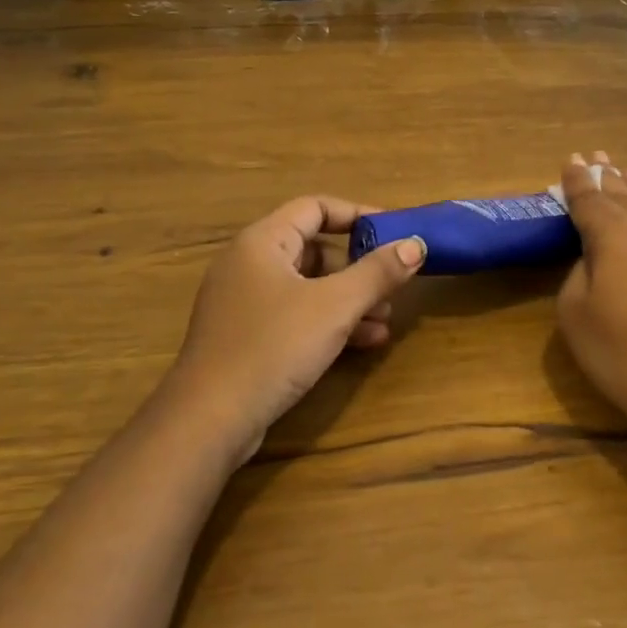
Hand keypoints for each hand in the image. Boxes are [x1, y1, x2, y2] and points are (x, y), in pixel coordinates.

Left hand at [166, 196, 426, 465]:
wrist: (210, 419)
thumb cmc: (273, 347)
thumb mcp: (335, 307)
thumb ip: (377, 273)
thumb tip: (416, 244)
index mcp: (262, 242)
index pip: (314, 208)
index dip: (357, 215)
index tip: (395, 233)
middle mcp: (249, 264)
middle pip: (314, 249)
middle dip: (359, 268)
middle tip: (393, 287)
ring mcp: (245, 302)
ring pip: (308, 287)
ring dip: (350, 300)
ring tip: (385, 322)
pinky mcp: (247, 336)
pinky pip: (296, 315)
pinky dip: (329, 322)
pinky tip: (364, 343)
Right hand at [555, 152, 626, 459]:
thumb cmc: (626, 356)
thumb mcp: (577, 317)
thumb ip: (578, 276)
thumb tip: (593, 259)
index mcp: (612, 237)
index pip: (589, 200)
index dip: (577, 181)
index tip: (570, 161)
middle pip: (623, 195)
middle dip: (606, 175)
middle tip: (595, 155)